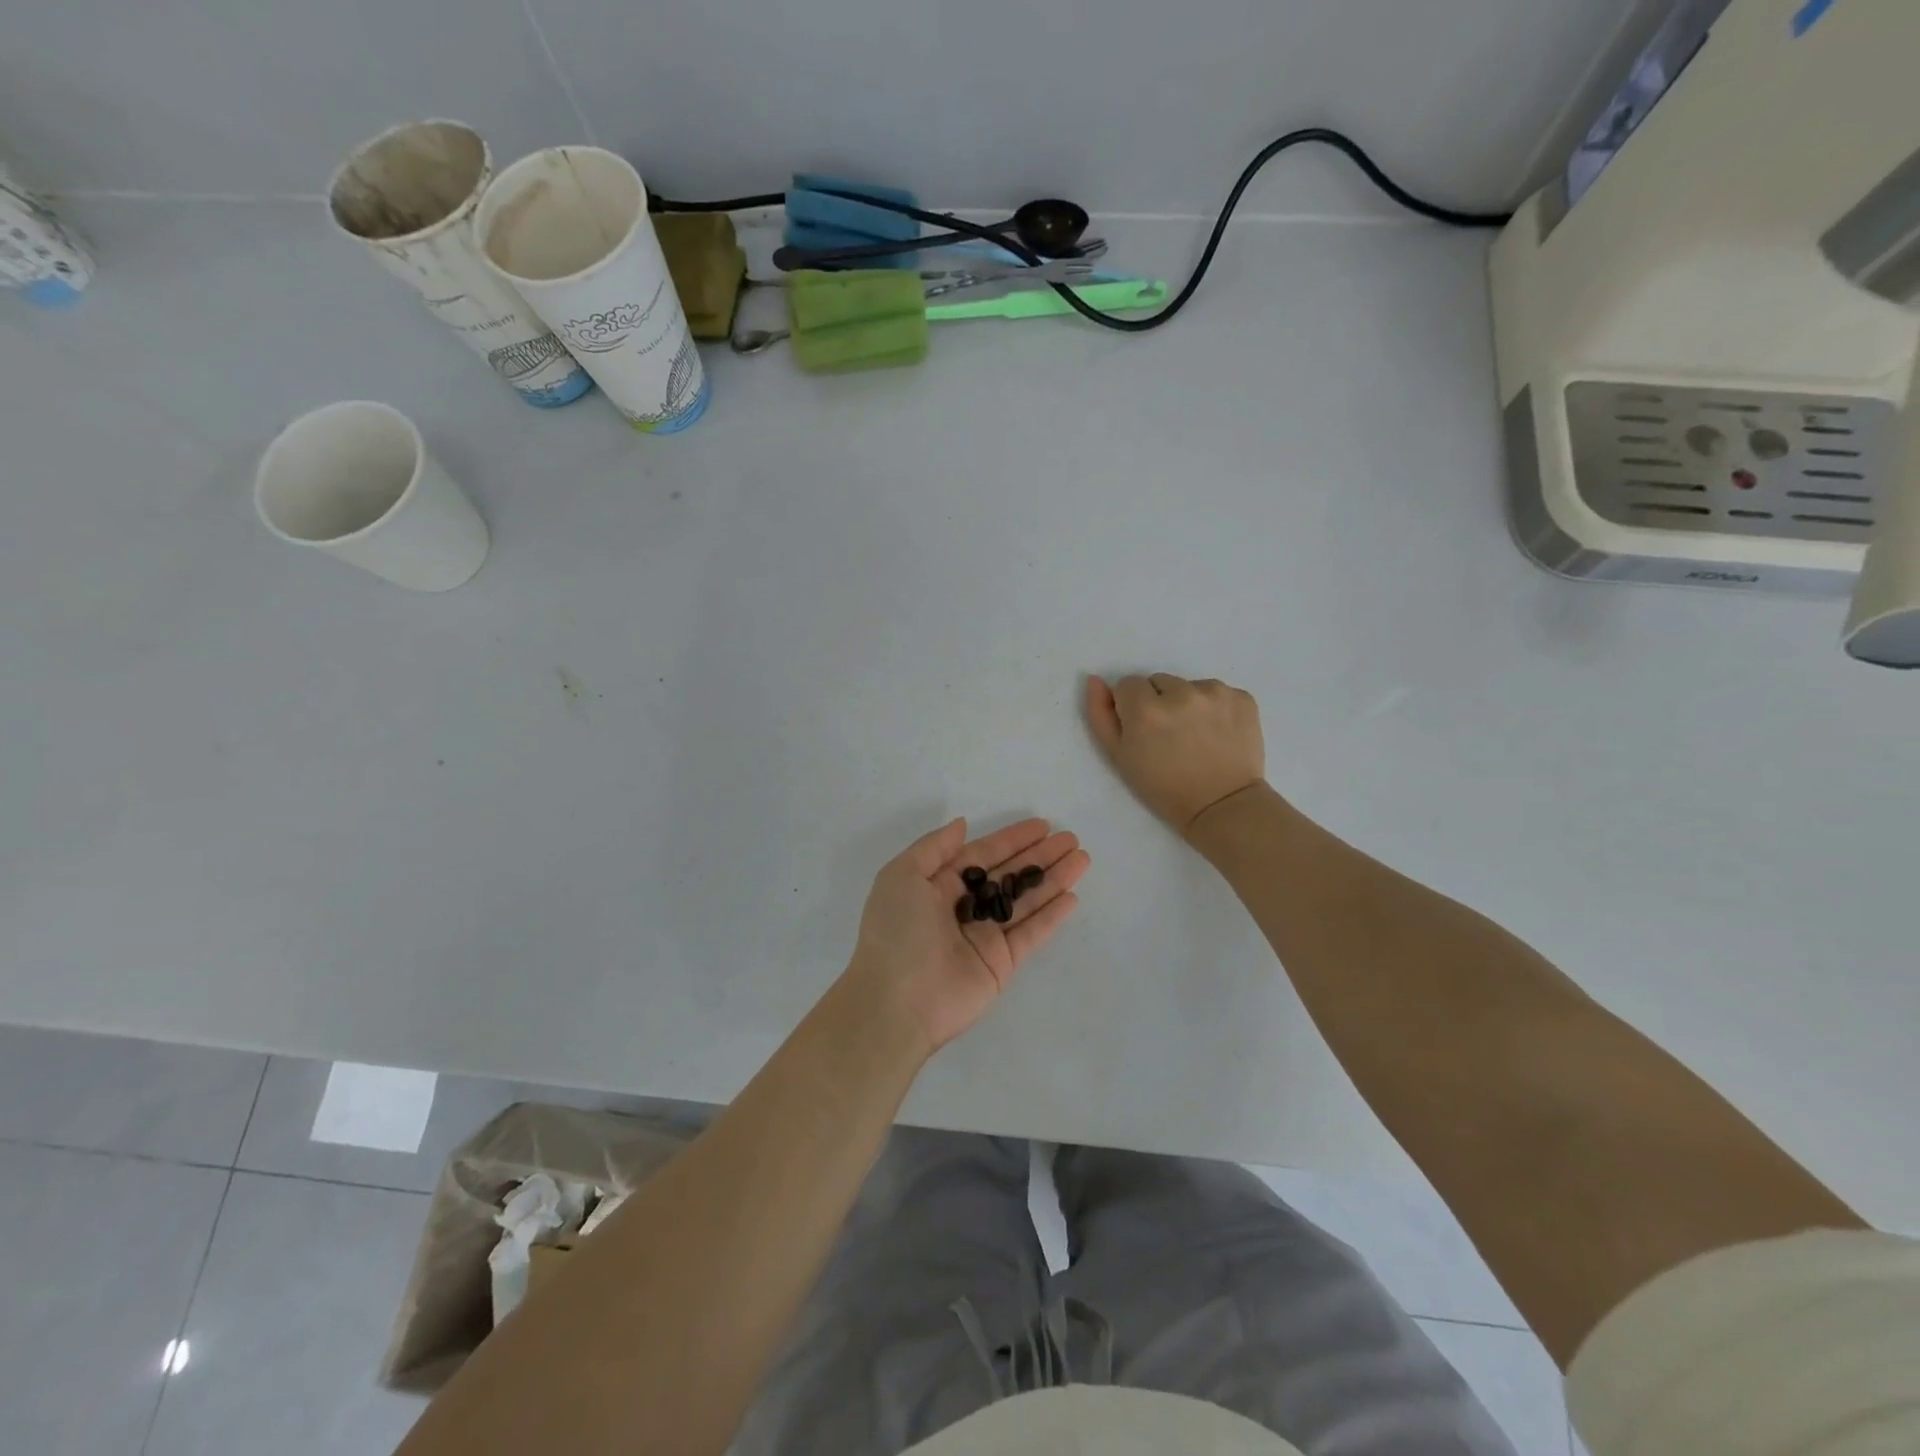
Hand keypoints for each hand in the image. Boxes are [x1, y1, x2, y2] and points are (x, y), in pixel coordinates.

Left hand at [844, 817, 1089, 1053]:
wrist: (896, 1002)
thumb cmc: (896, 931)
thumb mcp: (901, 876)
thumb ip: (934, 847)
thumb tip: (962, 824)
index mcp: (939, 885)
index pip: (983, 855)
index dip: (1012, 839)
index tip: (1043, 825)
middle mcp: (964, 908)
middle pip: (1010, 874)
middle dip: (1040, 856)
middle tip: (1071, 839)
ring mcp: (984, 936)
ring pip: (1026, 901)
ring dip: (1053, 879)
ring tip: (1082, 859)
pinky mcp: (1001, 964)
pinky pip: (1031, 934)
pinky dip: (1051, 916)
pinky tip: (1072, 897)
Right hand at [1086, 673, 1265, 835]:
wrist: (1222, 806)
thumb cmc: (1163, 788)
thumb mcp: (1119, 757)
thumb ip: (1101, 715)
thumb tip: (1095, 680)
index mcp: (1145, 709)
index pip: (1128, 684)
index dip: (1132, 708)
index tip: (1143, 731)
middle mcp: (1181, 693)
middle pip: (1159, 682)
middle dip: (1160, 702)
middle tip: (1170, 736)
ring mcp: (1215, 693)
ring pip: (1189, 685)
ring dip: (1188, 703)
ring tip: (1195, 736)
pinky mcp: (1242, 698)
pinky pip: (1218, 692)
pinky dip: (1216, 708)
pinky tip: (1217, 733)